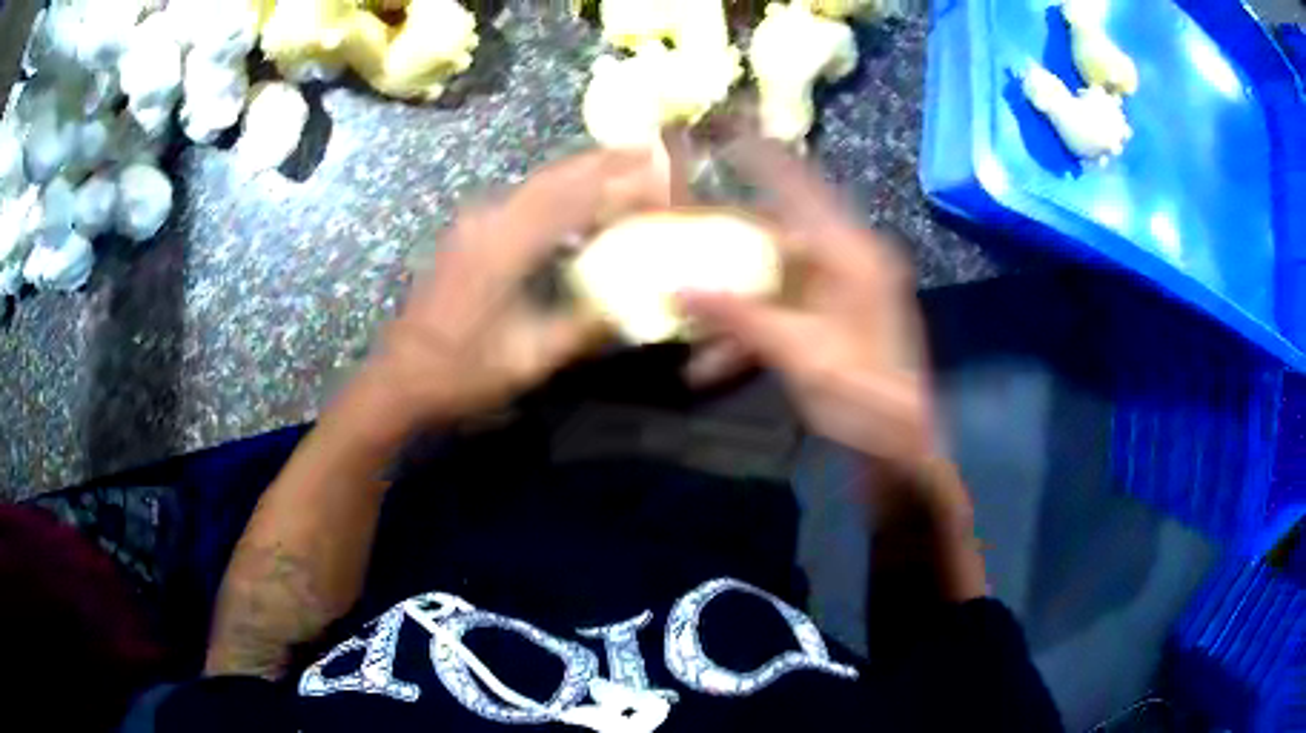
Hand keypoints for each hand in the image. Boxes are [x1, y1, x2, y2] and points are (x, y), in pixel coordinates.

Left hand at [359, 149, 667, 431]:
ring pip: (538, 183)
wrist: (400, 377)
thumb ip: (584, 327)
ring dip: (582, 171)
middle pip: (555, 177)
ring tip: (624, 164)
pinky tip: (578, 199)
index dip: (620, 183)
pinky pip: (523, 199)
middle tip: (649, 149)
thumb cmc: (461, 372)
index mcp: (504, 246)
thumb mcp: (529, 358)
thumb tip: (637, 303)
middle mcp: (489, 220)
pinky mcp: (470, 233)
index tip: (660, 175)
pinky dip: (559, 191)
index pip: (572, 198)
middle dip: (604, 161)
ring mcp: (475, 223)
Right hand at [679, 140, 934, 474]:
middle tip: (683, 228)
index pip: (801, 189)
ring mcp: (843, 292)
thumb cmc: (863, 399)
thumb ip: (739, 317)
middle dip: (728, 246)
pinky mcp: (836, 319)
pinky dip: (752, 331)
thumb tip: (677, 286)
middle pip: (780, 236)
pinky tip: (714, 365)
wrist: (900, 449)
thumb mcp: (800, 356)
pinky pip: (785, 310)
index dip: (765, 159)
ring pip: (776, 280)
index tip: (729, 131)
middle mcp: (850, 262)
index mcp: (852, 256)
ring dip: (734, 307)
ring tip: (688, 330)